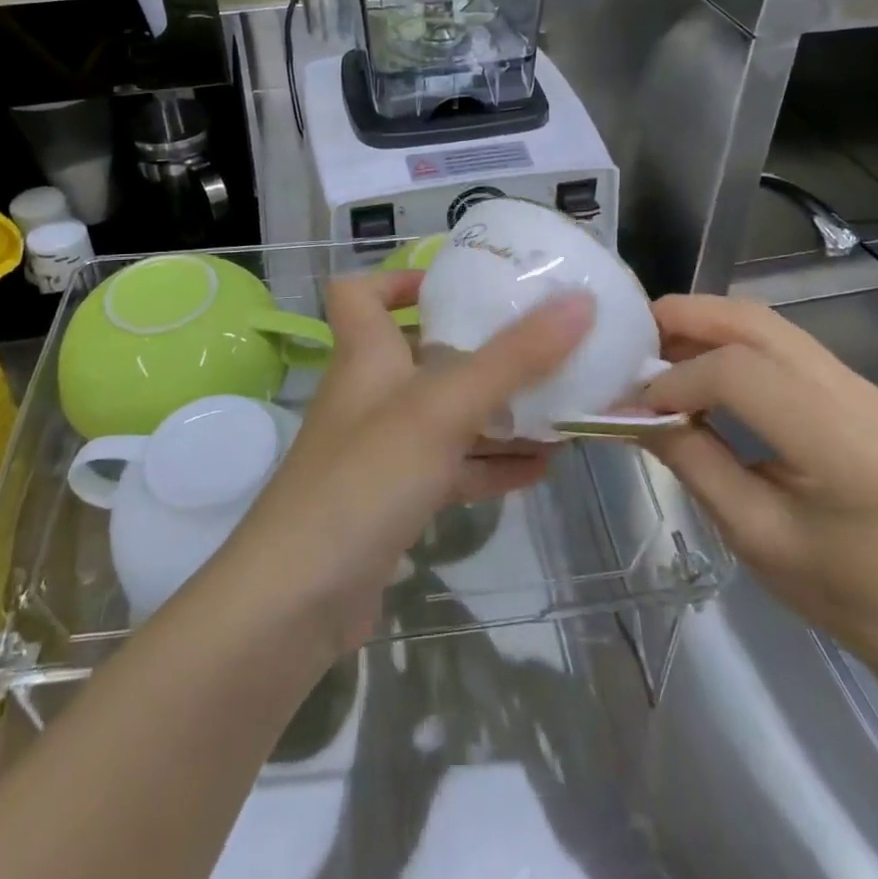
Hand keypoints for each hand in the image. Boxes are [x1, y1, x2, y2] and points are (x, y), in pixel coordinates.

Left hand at [221, 270, 595, 656]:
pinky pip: (452, 467)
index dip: (400, 278)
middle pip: (422, 351)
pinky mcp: (395, 499)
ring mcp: (383, 449)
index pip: (361, 292)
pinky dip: (491, 463)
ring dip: (498, 410)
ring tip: (560, 404)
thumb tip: (579, 301)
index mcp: (366, 353)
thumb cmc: (366, 477)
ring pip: (446, 414)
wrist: (298, 600)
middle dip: (479, 347)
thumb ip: (513, 357)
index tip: (457, 282)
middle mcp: (371, 393)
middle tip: (540, 342)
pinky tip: (542, 468)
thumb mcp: (443, 407)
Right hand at [639, 294, 877, 672]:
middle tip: (635, 333)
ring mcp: (863, 384)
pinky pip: (783, 343)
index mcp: (839, 446)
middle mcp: (858, 397)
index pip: (742, 375)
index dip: (680, 378)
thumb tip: (632, 408)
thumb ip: (690, 459)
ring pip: (769, 324)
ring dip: (708, 323)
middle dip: (688, 318)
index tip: (639, 401)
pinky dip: (732, 340)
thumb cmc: (834, 587)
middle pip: (758, 325)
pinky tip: (701, 360)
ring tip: (659, 344)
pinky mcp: (857, 384)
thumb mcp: (749, 532)